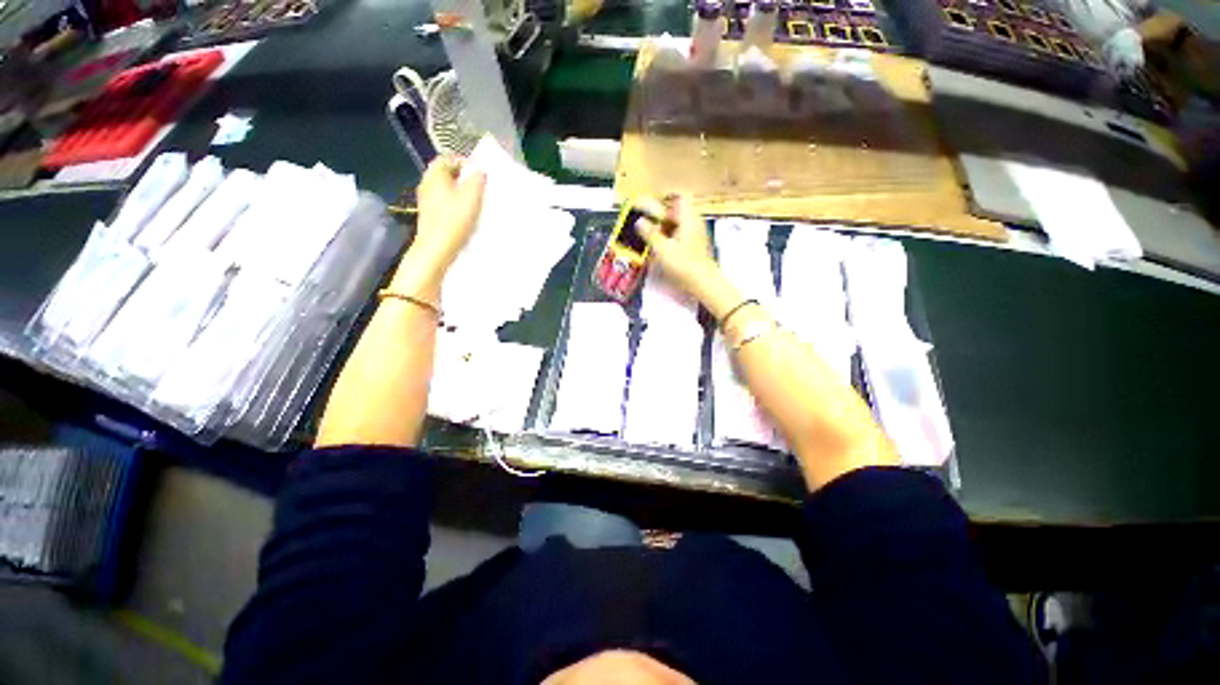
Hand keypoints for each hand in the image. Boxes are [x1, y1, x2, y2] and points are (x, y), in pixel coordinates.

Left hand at [411, 156, 486, 272]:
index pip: (448, 158)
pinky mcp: (429, 215)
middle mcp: (427, 184)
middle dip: (463, 178)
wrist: (437, 248)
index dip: (464, 162)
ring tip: (474, 203)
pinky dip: (454, 205)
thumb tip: (480, 171)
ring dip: (459, 193)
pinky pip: (443, 203)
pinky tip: (465, 216)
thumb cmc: (453, 220)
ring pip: (445, 189)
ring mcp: (426, 200)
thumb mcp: (472, 196)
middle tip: (479, 188)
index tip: (479, 173)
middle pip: (446, 174)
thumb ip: (477, 179)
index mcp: (435, 175)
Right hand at [636, 194, 718, 301]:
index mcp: (688, 218)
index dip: (664, 197)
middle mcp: (694, 222)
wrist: (704, 283)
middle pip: (677, 210)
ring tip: (651, 236)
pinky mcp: (695, 245)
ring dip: (664, 227)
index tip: (651, 205)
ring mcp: (696, 234)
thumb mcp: (662, 249)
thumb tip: (640, 221)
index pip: (679, 196)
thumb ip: (650, 233)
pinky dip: (670, 237)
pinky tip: (661, 247)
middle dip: (661, 215)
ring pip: (678, 223)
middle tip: (646, 223)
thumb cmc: (684, 264)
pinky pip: (681, 234)